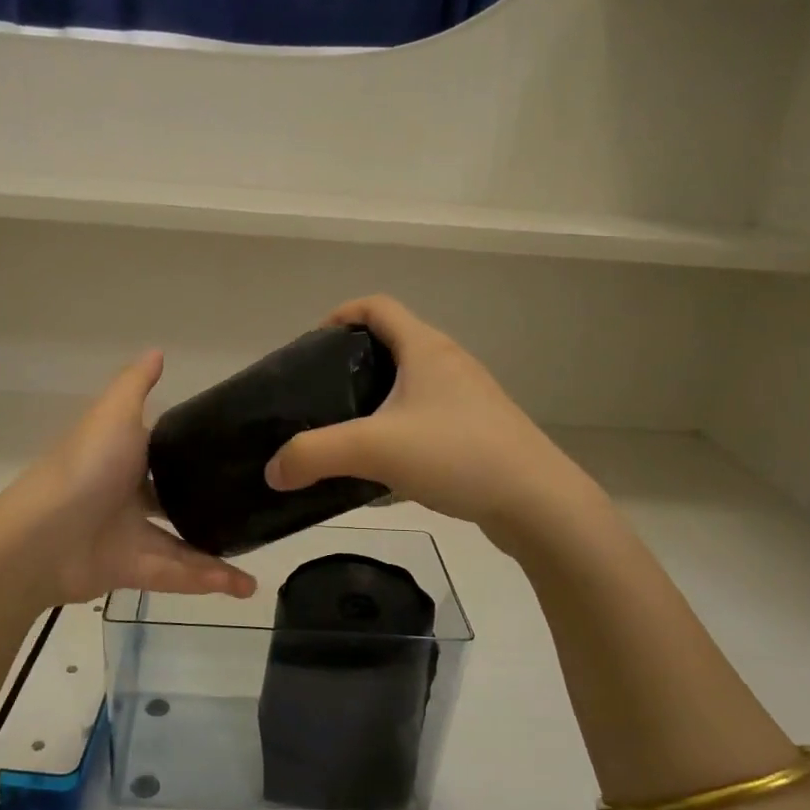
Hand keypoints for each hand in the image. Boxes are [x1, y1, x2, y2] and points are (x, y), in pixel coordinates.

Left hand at [0, 351, 257, 608]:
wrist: (42, 537)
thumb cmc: (85, 467)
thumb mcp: (114, 414)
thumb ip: (136, 385)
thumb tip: (158, 351)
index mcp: (122, 459)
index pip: (161, 455)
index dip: (191, 454)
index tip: (231, 453)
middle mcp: (125, 497)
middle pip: (174, 503)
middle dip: (207, 508)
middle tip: (250, 509)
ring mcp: (128, 536)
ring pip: (182, 546)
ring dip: (217, 556)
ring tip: (257, 559)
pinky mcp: (131, 572)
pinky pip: (176, 575)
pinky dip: (208, 580)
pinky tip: (242, 586)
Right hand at [264, 296, 588, 541]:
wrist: (538, 502)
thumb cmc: (457, 454)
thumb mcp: (374, 449)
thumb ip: (314, 454)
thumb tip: (272, 469)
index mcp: (426, 348)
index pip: (376, 307)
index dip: (340, 315)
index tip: (311, 346)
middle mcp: (449, 364)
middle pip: (392, 345)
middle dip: (351, 364)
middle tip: (319, 397)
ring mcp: (468, 399)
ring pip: (410, 387)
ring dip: (376, 403)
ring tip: (346, 435)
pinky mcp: (478, 432)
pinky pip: (427, 420)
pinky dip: (399, 433)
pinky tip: (383, 472)